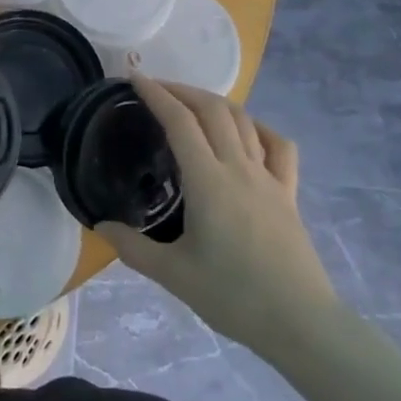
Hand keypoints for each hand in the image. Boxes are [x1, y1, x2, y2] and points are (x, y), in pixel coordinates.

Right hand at [96, 77, 335, 354]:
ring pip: (244, 121)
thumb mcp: (173, 275)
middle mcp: (239, 168)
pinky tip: (248, 132)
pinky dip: (260, 127)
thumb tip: (101, 224)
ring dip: (215, 102)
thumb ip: (132, 247)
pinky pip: (279, 146)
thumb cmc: (233, 297)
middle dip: (182, 90)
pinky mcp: (289, 193)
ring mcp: (269, 178)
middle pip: (213, 110)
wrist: (300, 323)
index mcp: (208, 181)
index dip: (156, 94)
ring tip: (192, 104)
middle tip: (156, 88)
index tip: (134, 78)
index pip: (179, 122)